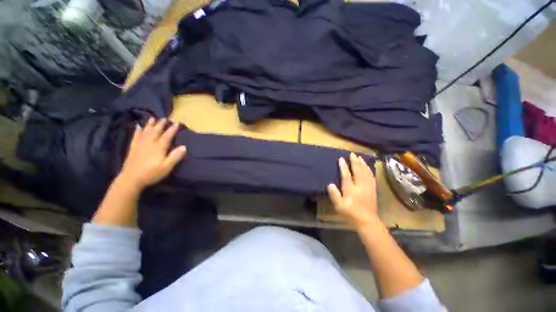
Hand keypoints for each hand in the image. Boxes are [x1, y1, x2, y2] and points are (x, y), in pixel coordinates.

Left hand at [118, 118, 186, 190]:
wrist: (131, 179)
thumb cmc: (151, 174)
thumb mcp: (166, 167)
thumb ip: (175, 157)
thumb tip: (184, 147)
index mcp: (158, 148)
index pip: (167, 136)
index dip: (172, 129)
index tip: (176, 123)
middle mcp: (149, 143)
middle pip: (155, 131)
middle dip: (160, 124)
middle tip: (165, 118)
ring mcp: (140, 145)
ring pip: (145, 132)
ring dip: (149, 125)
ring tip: (152, 118)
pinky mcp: (133, 148)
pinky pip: (136, 136)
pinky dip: (138, 130)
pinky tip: (138, 126)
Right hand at [327, 153, 378, 229]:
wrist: (367, 221)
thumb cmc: (350, 213)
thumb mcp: (339, 206)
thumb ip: (334, 195)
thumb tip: (330, 184)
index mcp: (351, 190)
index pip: (346, 175)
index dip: (343, 167)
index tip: (341, 159)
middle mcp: (360, 186)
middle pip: (358, 171)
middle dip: (355, 162)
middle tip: (352, 154)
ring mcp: (368, 187)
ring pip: (366, 172)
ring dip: (362, 164)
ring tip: (360, 157)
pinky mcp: (373, 189)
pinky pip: (372, 177)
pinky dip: (369, 170)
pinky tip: (368, 167)